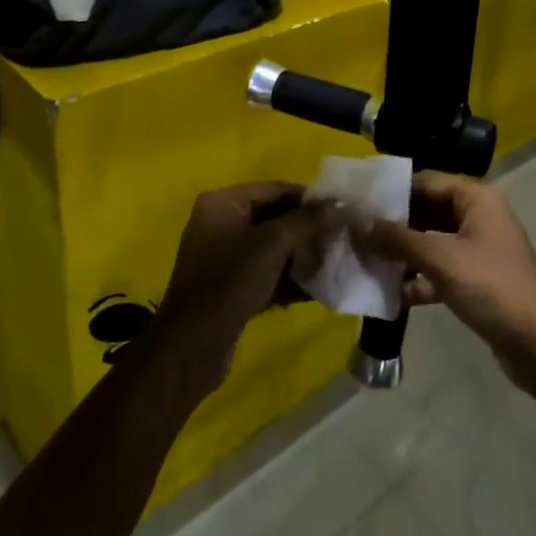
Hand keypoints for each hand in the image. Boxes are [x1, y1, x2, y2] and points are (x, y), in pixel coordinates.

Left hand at [151, 183, 330, 397]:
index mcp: (222, 204)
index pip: (274, 189)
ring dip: (303, 255)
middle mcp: (221, 224)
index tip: (342, 210)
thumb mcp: (271, 245)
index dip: (309, 198)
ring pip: (273, 248)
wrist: (193, 346)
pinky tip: (320, 289)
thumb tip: (340, 204)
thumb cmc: (229, 282)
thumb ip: (307, 221)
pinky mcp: (232, 287)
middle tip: (343, 238)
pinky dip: (291, 279)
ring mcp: (225, 257)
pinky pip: (268, 274)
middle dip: (308, 229)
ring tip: (337, 262)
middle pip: (275, 218)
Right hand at [364, 172, 535, 387]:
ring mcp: (478, 251)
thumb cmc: (491, 286)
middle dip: (394, 223)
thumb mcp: (440, 258)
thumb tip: (359, 223)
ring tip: (366, 259)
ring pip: (431, 242)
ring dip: (403, 252)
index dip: (393, 189)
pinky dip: (418, 279)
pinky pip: (439, 271)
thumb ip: (398, 239)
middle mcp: (478, 218)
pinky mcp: (476, 282)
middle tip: (356, 230)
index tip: (359, 199)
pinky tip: (391, 294)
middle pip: (427, 210)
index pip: (426, 181)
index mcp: (476, 199)